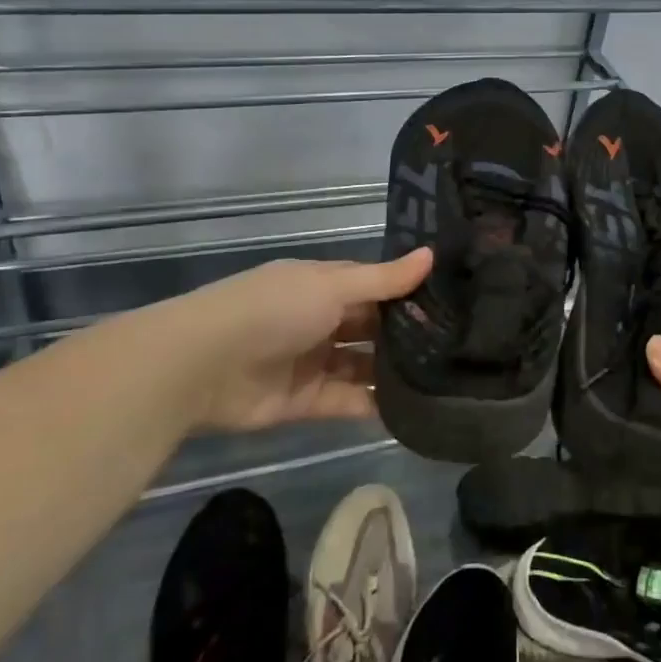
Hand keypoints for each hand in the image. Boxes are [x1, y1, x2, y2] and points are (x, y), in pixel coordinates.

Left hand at [181, 249, 431, 431]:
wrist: (203, 365)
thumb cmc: (274, 309)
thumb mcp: (332, 286)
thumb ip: (384, 280)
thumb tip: (432, 254)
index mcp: (323, 286)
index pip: (374, 287)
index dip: (408, 294)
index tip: (453, 302)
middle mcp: (320, 321)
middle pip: (371, 328)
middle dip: (406, 335)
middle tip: (457, 345)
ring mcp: (313, 362)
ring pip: (363, 366)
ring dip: (394, 371)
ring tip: (444, 378)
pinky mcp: (306, 401)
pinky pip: (349, 400)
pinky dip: (375, 404)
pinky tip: (414, 406)